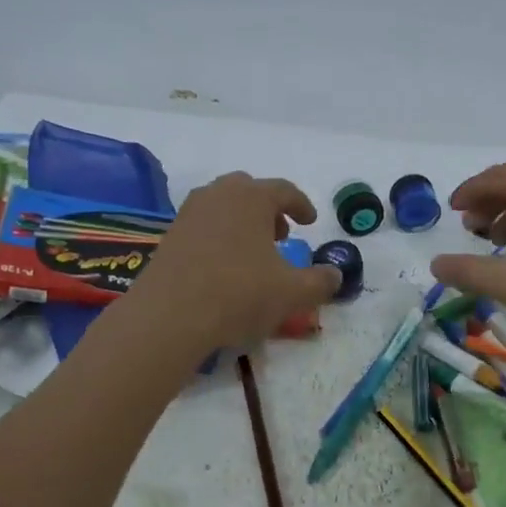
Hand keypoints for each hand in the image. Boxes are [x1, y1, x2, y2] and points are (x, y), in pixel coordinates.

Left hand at [132, 173, 341, 347]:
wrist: (169, 315)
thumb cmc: (239, 294)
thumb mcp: (292, 293)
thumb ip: (321, 282)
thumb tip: (336, 275)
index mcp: (252, 197)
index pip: (284, 191)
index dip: (302, 206)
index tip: (310, 222)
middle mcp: (219, 194)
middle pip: (249, 191)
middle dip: (269, 209)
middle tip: (281, 234)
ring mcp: (190, 213)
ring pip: (223, 206)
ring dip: (243, 221)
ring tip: (254, 252)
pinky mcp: (170, 235)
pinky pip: (204, 225)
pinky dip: (220, 236)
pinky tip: (225, 266)